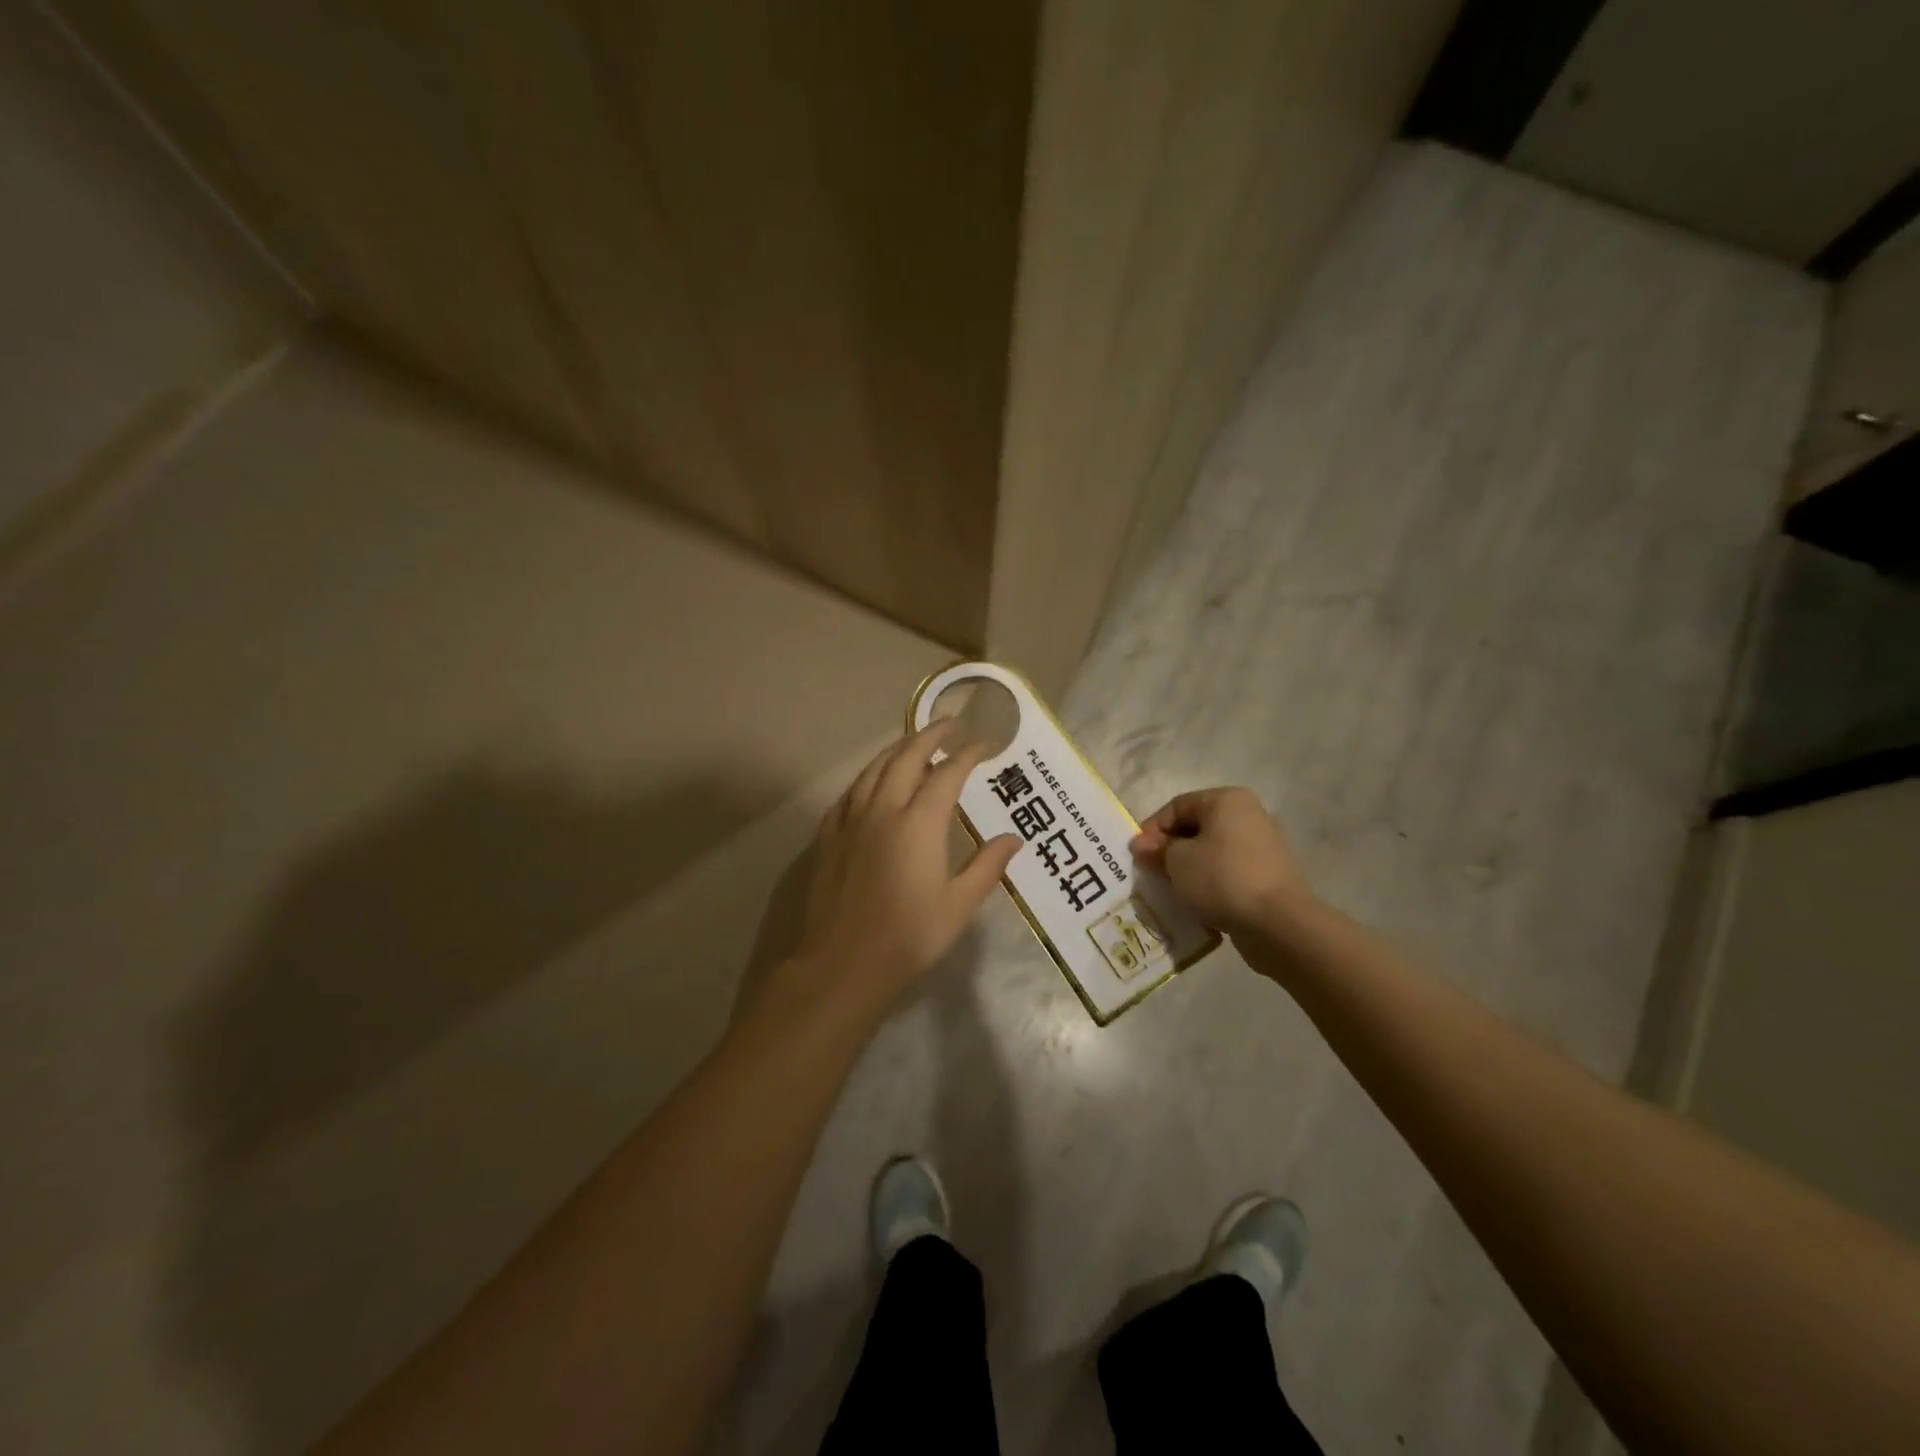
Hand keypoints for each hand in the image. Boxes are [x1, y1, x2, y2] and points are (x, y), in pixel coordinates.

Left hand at [776, 720, 1019, 1023]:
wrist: (839, 965)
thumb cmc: (907, 938)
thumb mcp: (958, 906)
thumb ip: (987, 866)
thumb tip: (1013, 838)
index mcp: (918, 823)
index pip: (948, 773)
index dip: (968, 754)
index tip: (984, 745)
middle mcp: (882, 810)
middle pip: (906, 757)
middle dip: (930, 735)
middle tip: (949, 724)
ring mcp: (849, 820)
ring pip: (873, 769)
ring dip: (897, 749)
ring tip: (914, 742)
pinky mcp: (826, 836)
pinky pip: (851, 791)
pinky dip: (869, 776)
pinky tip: (872, 782)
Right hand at [1131, 787, 1310, 936]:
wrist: (1278, 924)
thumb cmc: (1221, 878)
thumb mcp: (1177, 861)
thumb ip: (1157, 850)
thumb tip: (1143, 846)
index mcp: (1227, 800)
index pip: (1177, 806)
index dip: (1152, 829)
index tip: (1138, 856)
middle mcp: (1249, 815)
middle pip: (1196, 828)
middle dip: (1170, 851)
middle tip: (1151, 874)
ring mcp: (1263, 846)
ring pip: (1212, 853)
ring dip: (1189, 870)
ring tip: (1172, 891)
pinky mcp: (1269, 876)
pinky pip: (1229, 873)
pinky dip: (1211, 884)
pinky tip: (1197, 903)